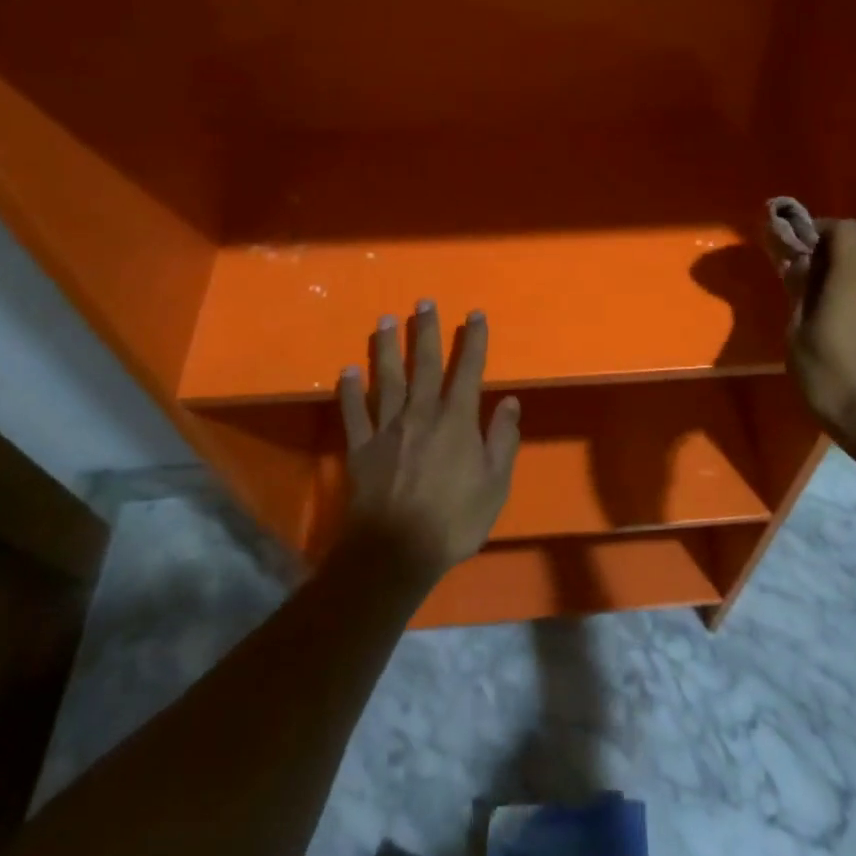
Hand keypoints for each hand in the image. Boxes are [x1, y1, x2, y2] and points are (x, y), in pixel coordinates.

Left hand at [336, 301, 520, 583]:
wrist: (394, 553)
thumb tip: (509, 401)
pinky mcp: (360, 448)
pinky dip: (350, 391)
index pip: (468, 370)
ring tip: (385, 320)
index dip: (473, 341)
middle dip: (426, 331)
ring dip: (387, 348)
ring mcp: (387, 429)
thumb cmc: (453, 520)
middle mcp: (421, 413)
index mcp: (456, 420)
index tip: (474, 314)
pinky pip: (354, 413)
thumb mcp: (494, 485)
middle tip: (423, 302)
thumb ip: (502, 440)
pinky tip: (347, 371)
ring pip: (387, 379)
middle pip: (424, 364)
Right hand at [782, 219, 855, 438]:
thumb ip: (799, 290)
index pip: (846, 229)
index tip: (798, 243)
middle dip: (843, 236)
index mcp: (850, 279)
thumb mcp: (797, 331)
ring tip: (826, 279)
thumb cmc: (826, 374)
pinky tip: (841, 302)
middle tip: (816, 256)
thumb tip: (798, 263)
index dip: (821, 227)